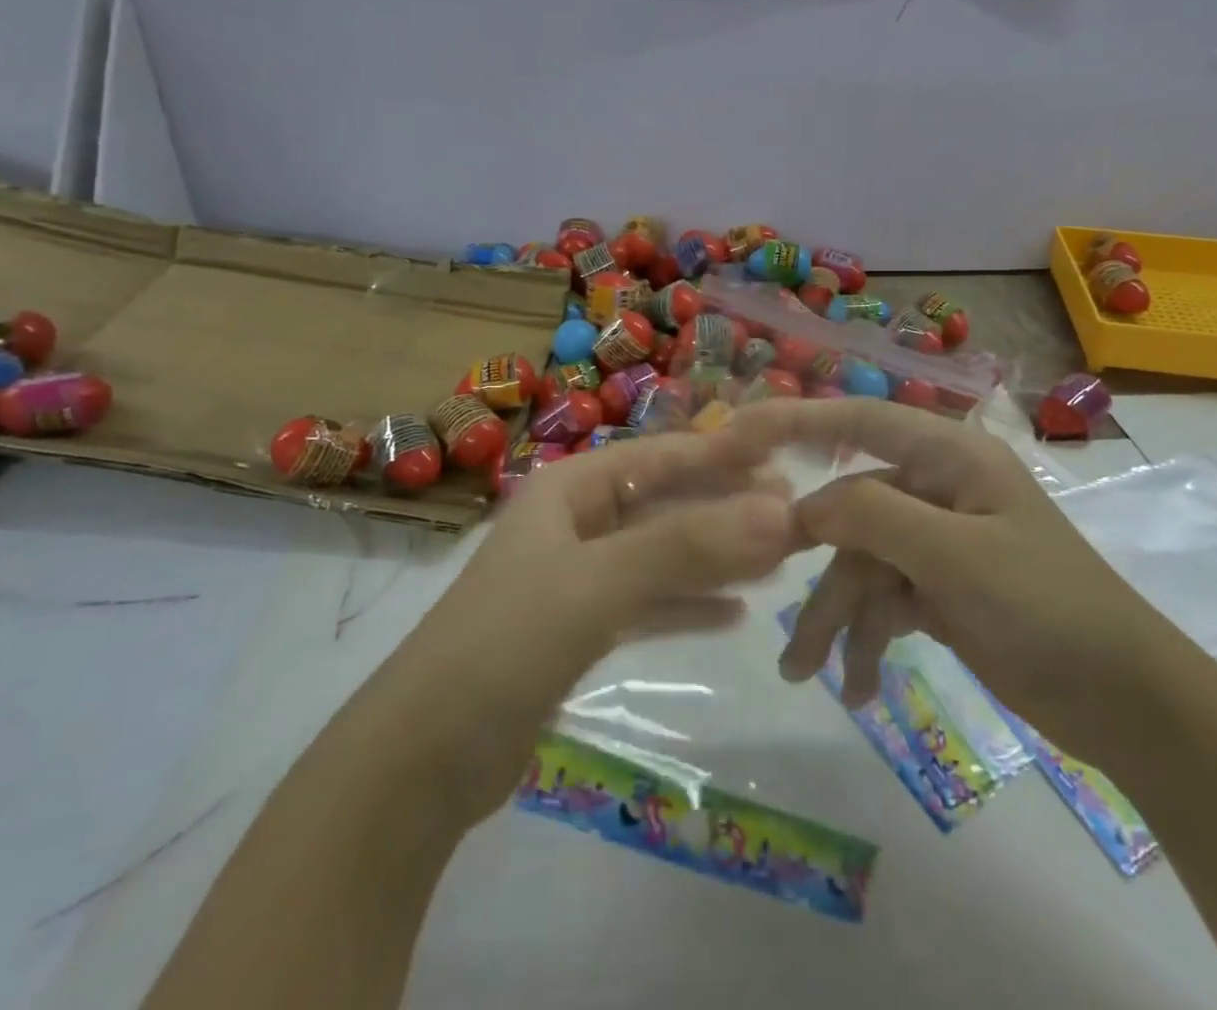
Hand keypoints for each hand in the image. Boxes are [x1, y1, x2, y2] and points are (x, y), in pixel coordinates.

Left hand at [390, 429, 797, 826]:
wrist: (422, 759)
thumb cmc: (507, 643)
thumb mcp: (599, 583)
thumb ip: (687, 545)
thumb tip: (779, 510)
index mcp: (570, 489)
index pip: (659, 457)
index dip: (720, 457)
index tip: (783, 462)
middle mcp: (574, 523)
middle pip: (664, 505)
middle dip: (725, 511)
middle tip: (794, 517)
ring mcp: (577, 578)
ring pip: (660, 556)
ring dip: (714, 559)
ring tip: (777, 563)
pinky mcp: (578, 630)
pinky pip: (647, 604)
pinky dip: (687, 606)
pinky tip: (736, 614)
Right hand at [731, 398, 1182, 764]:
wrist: (1128, 704)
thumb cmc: (1048, 609)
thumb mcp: (956, 559)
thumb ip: (874, 516)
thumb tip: (803, 505)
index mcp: (950, 457)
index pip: (859, 420)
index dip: (797, 420)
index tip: (738, 435)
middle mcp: (938, 489)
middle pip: (852, 510)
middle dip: (818, 565)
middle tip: (767, 594)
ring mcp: (938, 542)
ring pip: (862, 564)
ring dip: (837, 617)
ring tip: (807, 675)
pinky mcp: (941, 589)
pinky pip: (884, 601)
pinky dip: (867, 638)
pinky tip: (858, 687)